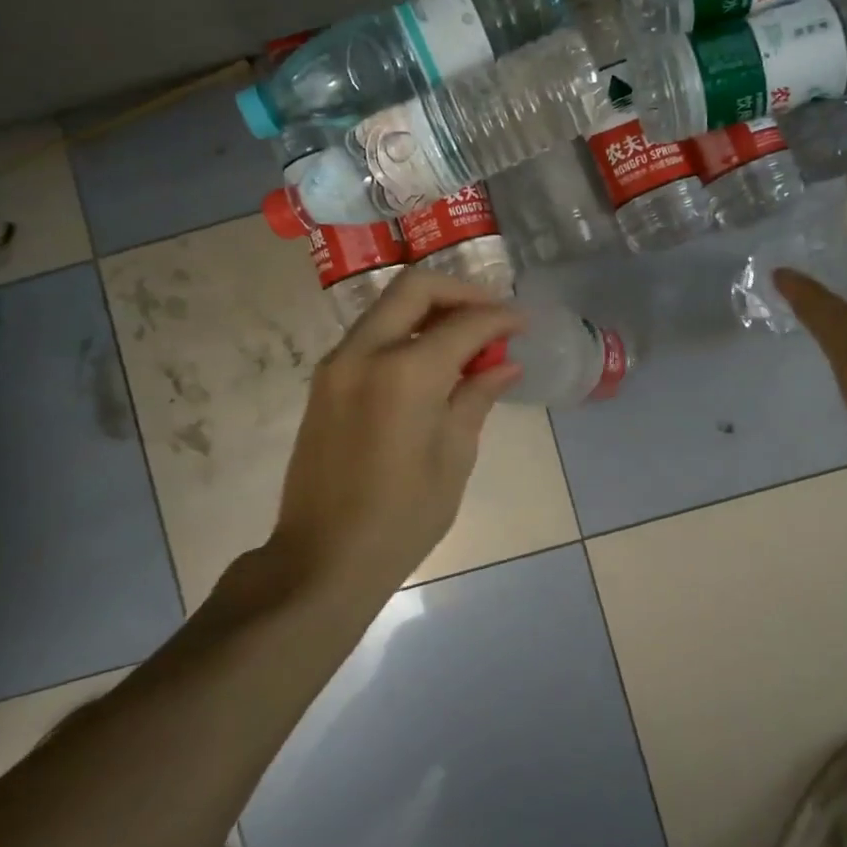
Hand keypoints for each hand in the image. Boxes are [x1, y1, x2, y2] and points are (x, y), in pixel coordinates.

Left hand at [271, 269, 524, 594]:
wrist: (323, 558)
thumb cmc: (403, 517)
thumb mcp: (454, 456)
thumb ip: (477, 397)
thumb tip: (505, 366)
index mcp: (406, 373)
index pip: (464, 323)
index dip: (500, 319)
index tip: (523, 325)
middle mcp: (365, 352)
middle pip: (415, 288)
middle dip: (461, 294)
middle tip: (492, 317)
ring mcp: (338, 364)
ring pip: (389, 307)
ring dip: (431, 311)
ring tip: (467, 340)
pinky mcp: (325, 381)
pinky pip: (372, 335)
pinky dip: (406, 332)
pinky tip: (432, 362)